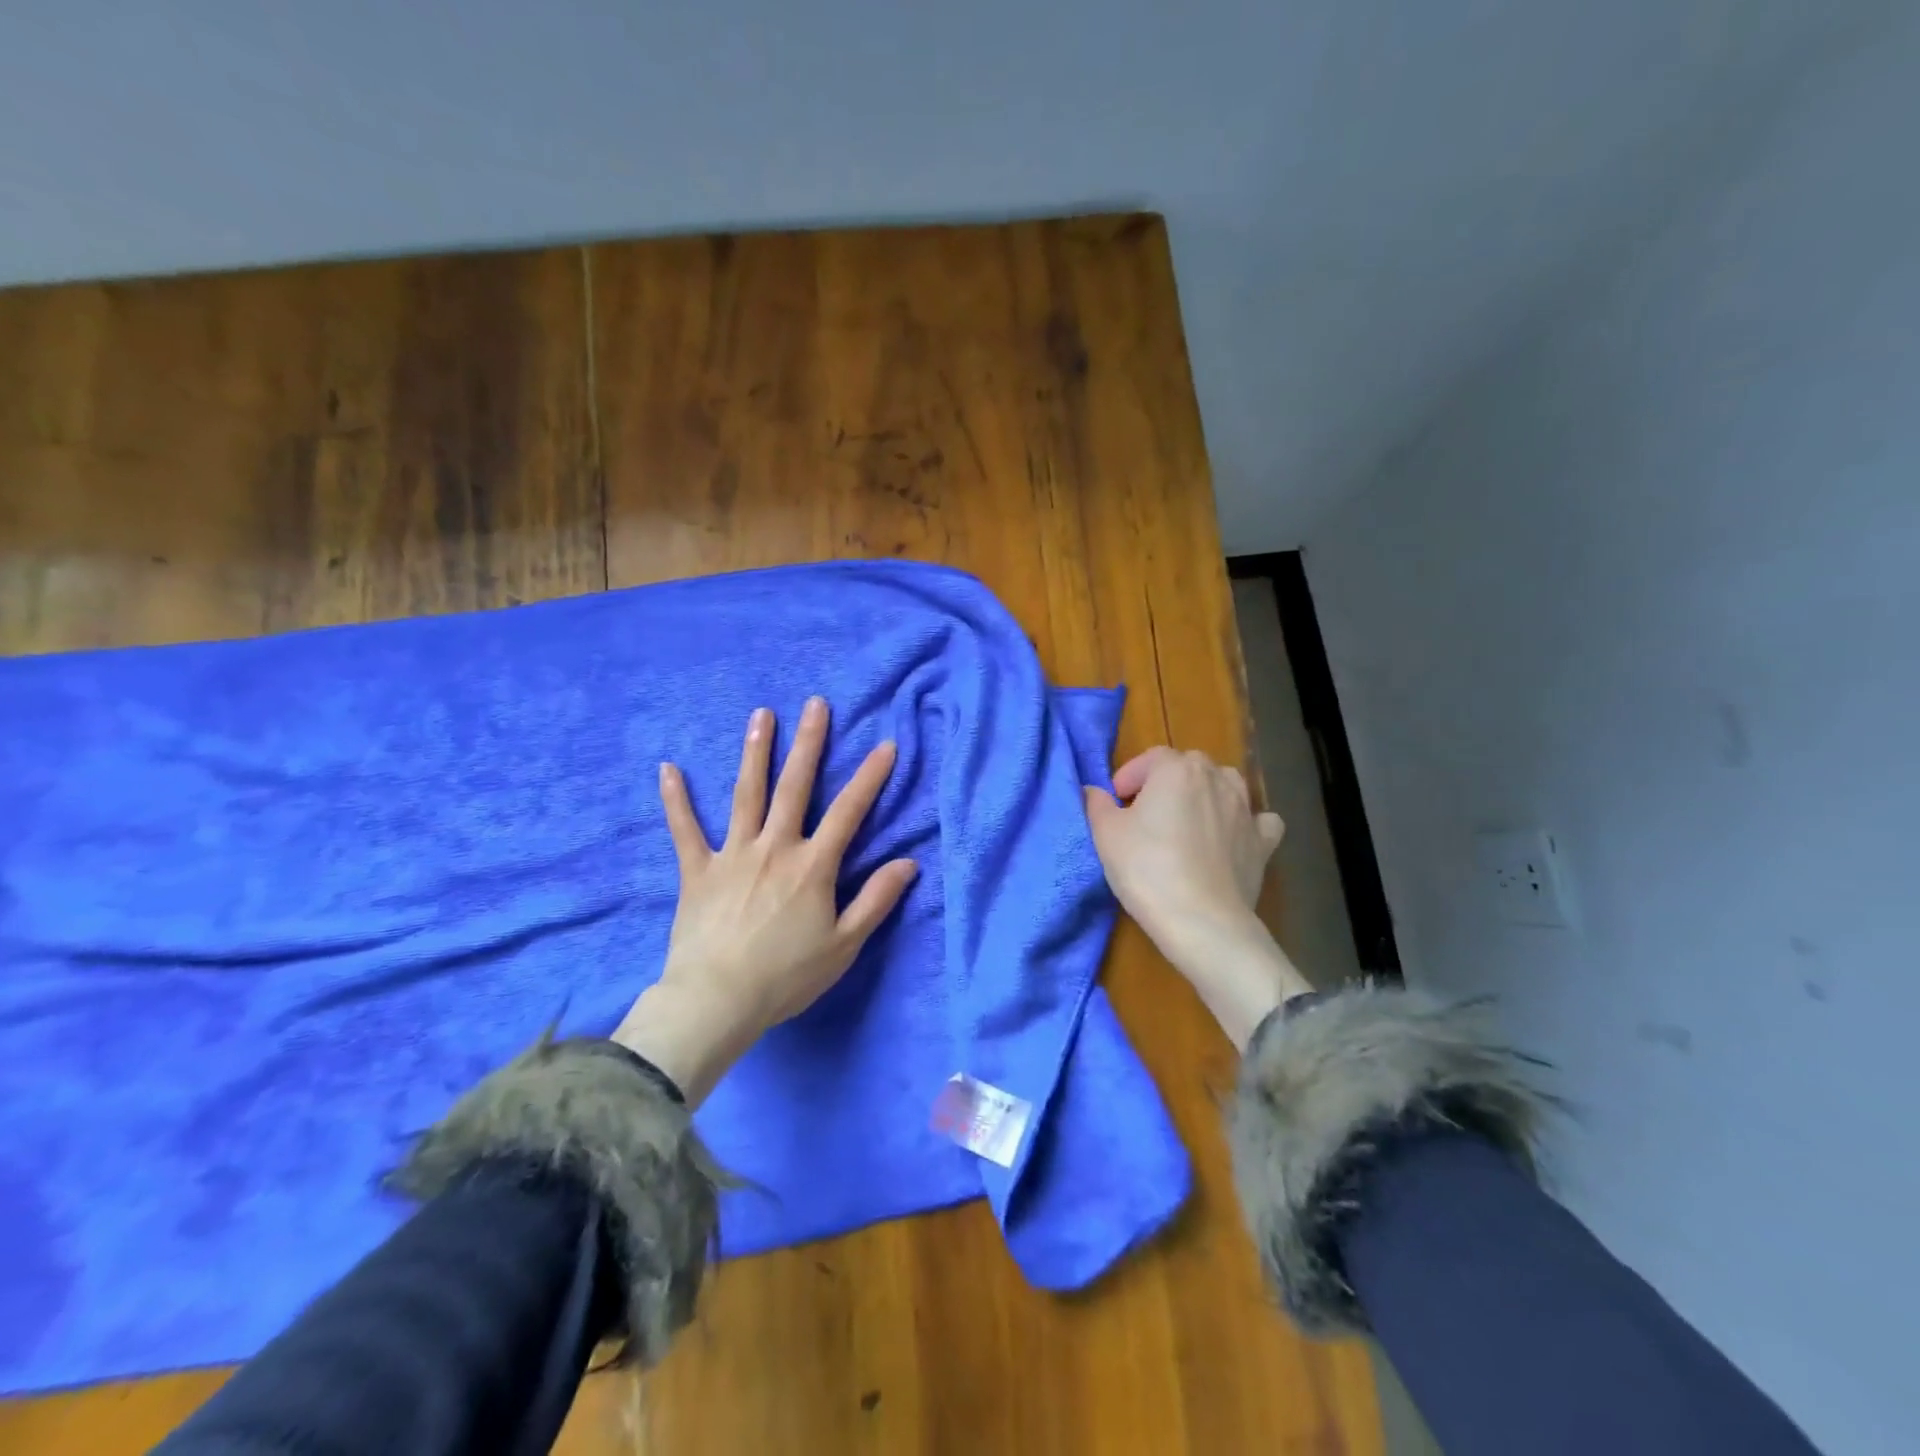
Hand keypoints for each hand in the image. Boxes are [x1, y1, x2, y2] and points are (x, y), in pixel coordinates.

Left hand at [613, 697, 917, 1103]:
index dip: (869, 778)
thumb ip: (876, 900)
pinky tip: (668, 769)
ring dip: (755, 752)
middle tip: (815, 704)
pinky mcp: (697, 870)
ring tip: (761, 715)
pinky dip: (676, 800)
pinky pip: (684, 830)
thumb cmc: (786, 976)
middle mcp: (775, 847)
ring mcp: (733, 854)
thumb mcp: (844, 944)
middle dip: (809, 743)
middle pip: (795, 787)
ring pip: (746, 794)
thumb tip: (908, 862)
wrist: (717, 1001)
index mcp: (812, 866)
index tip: (885, 746)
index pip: (848, 812)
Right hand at [1085, 747, 1310, 1048]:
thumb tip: (1092, 791)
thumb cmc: (1147, 869)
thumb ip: (1096, 804)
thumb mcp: (1106, 834)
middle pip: (1189, 767)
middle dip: (1166, 782)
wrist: (1201, 921)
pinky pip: (1259, 820)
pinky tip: (1232, 837)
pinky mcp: (1263, 842)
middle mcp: (1216, 779)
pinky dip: (1246, 823)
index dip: (1130, 776)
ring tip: (1187, 821)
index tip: (1116, 802)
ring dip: (1206, 793)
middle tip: (1146, 813)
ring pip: (1227, 784)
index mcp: (1177, 770)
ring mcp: (1246, 810)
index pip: (1151, 758)